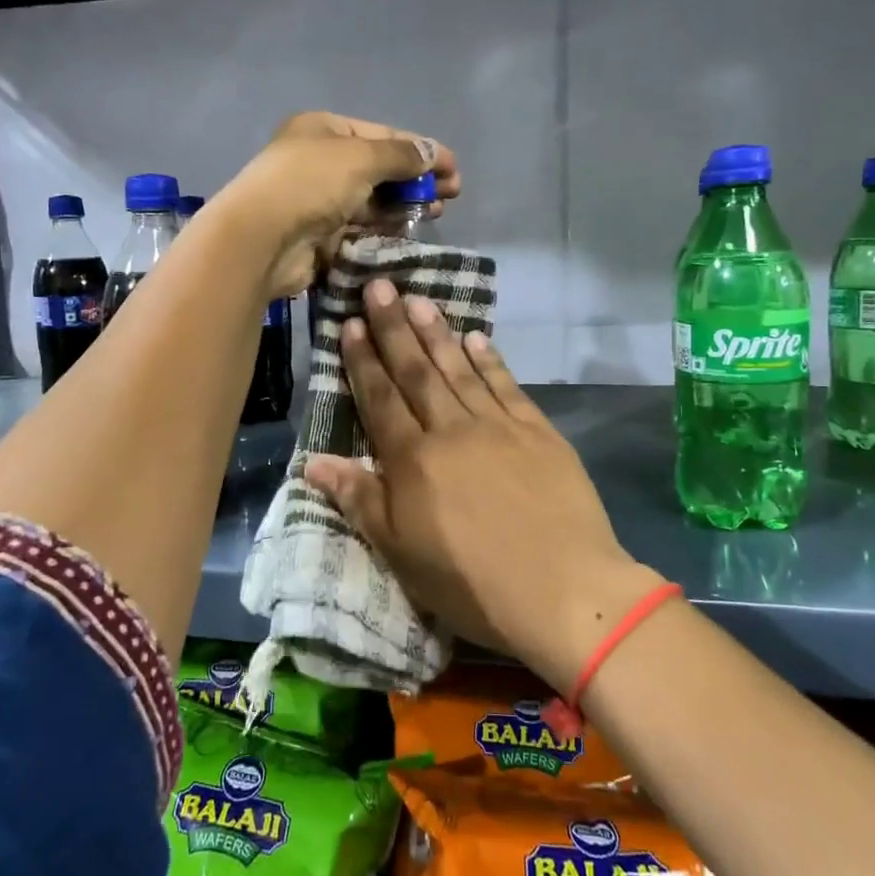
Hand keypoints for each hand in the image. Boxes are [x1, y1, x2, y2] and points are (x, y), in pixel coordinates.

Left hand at [214, 113, 459, 297]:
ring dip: (404, 205)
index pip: (382, 135)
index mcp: (324, 129)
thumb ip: (401, 155)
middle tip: (450, 195)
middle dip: (416, 179)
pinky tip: (409, 232)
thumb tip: (433, 153)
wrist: (261, 239)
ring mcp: (318, 200)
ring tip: (435, 213)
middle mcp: (320, 161)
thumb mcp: (362, 158)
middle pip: (379, 168)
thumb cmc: (311, 183)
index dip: (422, 149)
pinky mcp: (319, 235)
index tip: (454, 169)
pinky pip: (360, 228)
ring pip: (371, 200)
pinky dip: (384, 228)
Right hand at [304, 279, 666, 691]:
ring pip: (459, 369)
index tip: (350, 323)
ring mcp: (498, 426)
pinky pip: (507, 386)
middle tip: (379, 286)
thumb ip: (359, 500)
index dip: (362, 360)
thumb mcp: (400, 552)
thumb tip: (312, 461)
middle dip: (394, 327)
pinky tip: (477, 338)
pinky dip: (490, 360)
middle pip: (416, 371)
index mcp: (413, 460)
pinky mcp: (538, 432)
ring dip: (437, 333)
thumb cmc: (470, 581)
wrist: (562, 589)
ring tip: (419, 299)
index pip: (380, 399)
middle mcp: (451, 430)